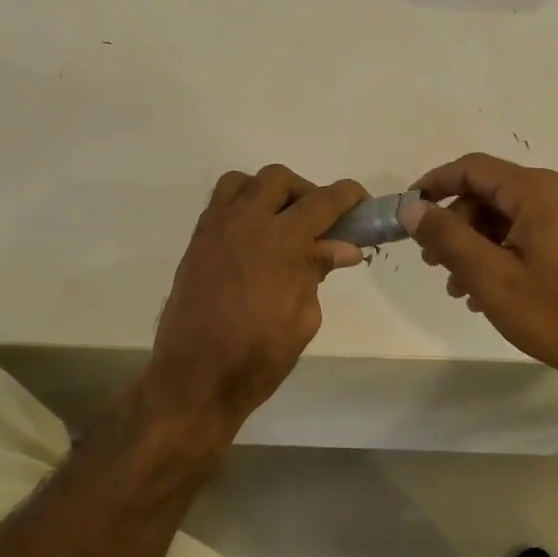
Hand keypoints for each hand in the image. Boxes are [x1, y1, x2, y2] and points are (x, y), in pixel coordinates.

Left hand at [146, 165, 367, 443]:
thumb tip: (342, 247)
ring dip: (267, 192)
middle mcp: (246, 222)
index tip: (361, 202)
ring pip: (243, 182)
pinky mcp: (196, 242)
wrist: (196, 376)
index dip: (348, 196)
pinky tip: (252, 239)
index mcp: (282, 241)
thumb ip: (317, 271)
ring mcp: (216, 228)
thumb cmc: (258, 356)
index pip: (322, 201)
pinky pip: (220, 204)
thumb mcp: (303, 318)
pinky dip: (241, 207)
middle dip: (305, 192)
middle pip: (279, 179)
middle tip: (318, 223)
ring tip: (280, 223)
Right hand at [398, 153, 557, 379]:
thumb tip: (410, 207)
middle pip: (491, 194)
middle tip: (433, 262)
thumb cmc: (551, 310)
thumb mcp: (488, 275)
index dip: (434, 183)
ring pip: (510, 217)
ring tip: (458, 287)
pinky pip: (531, 232)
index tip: (408, 207)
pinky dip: (503, 251)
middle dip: (456, 225)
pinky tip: (488, 290)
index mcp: (539, 191)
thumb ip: (445, 236)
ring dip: (477, 245)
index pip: (474, 169)